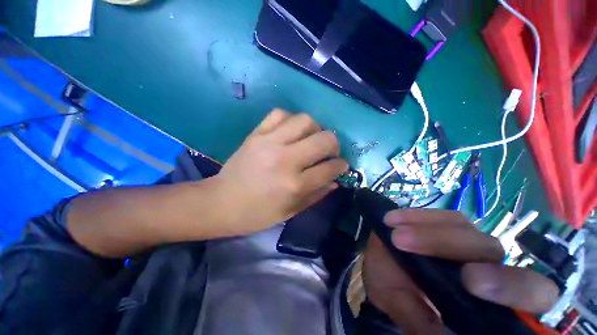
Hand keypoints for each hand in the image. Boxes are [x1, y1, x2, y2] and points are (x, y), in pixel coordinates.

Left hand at [214, 109, 347, 234]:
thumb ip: (317, 194)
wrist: (221, 202)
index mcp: (294, 185)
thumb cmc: (257, 214)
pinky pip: (280, 114)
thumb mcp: (291, 211)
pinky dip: (291, 120)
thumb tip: (336, 179)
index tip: (341, 165)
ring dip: (315, 129)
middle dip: (334, 144)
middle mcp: (285, 159)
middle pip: (324, 139)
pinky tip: (291, 131)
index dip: (341, 166)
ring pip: (305, 120)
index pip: (330, 168)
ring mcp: (269, 142)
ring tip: (311, 139)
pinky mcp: (256, 134)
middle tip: (329, 151)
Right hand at [362, 209, 558, 334]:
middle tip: (412, 245)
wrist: (379, 259)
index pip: (530, 292)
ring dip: (426, 232)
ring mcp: (466, 239)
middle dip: (451, 247)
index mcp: (489, 298)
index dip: (512, 286)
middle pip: (490, 250)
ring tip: (395, 235)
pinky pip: (437, 215)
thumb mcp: (401, 306)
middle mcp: (486, 265)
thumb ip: (421, 324)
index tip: (469, 283)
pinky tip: (392, 220)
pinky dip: (414, 216)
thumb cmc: (392, 288)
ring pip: (461, 228)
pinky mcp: (445, 222)